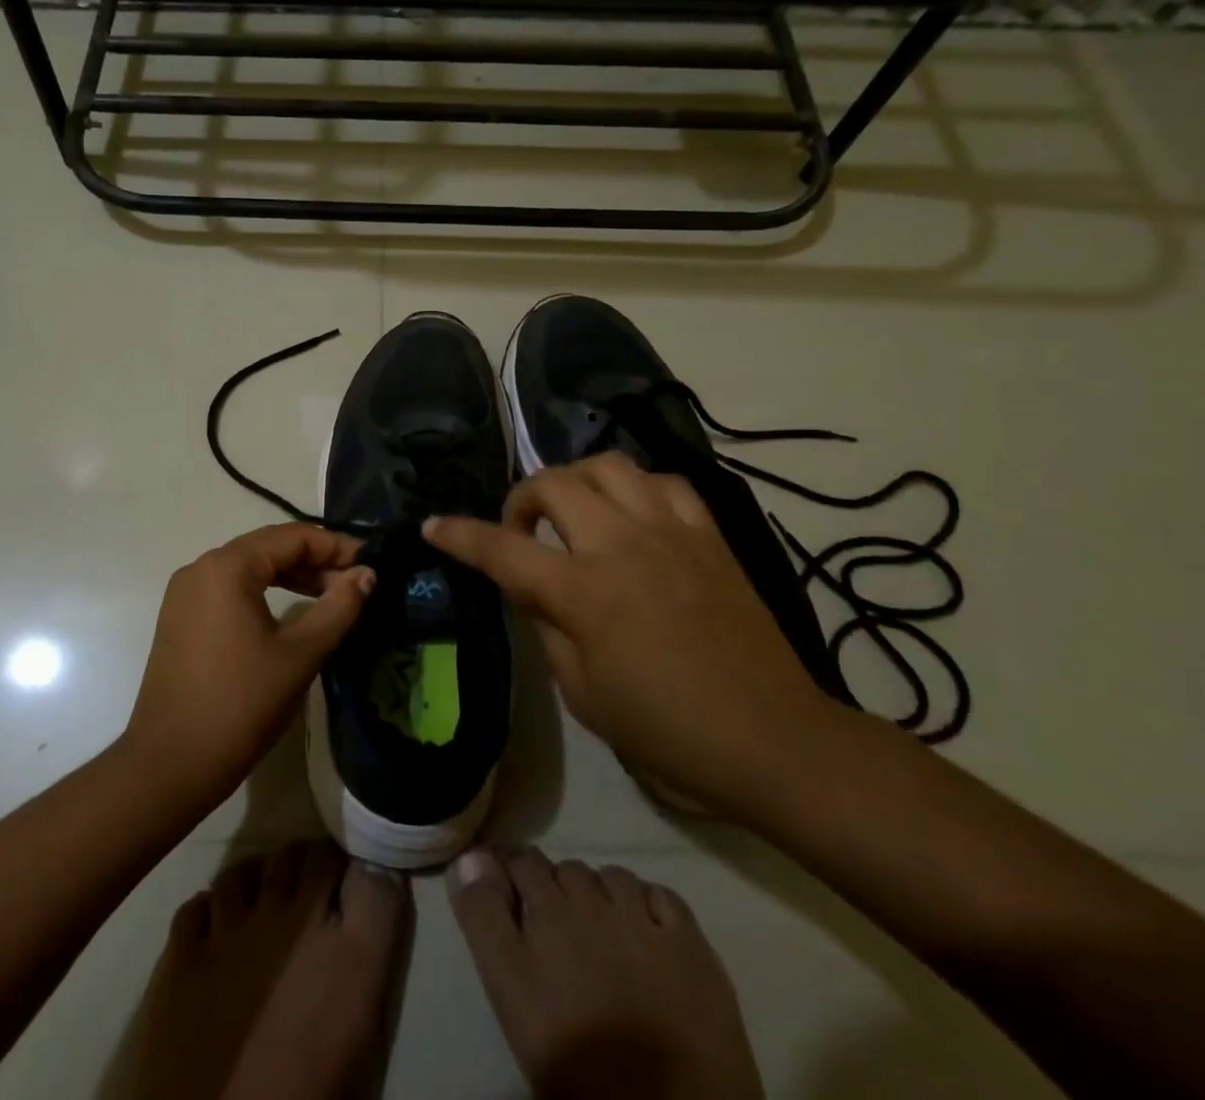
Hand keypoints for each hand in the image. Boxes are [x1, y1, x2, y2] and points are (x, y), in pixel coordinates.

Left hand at [124, 524, 373, 808]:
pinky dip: (264, 592)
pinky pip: (230, 589)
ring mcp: (185, 593)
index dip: (336, 546)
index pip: (292, 537)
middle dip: (315, 560)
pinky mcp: (180, 618)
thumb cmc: (241, 704)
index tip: (372, 563)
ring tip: (331, 595)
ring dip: (291, 576)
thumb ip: (339, 607)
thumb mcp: (301, 654)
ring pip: (249, 568)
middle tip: (356, 581)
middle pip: (269, 547)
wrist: (170, 765)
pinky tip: (290, 611)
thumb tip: (367, 574)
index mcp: (228, 566)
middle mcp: (202, 567)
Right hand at [423, 452, 840, 814]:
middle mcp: (622, 545)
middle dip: (521, 500)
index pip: (502, 550)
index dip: (460, 536)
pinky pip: (663, 482)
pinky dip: (635, 488)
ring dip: (575, 481)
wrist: (771, 738)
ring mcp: (669, 532)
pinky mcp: (707, 534)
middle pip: (553, 485)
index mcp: (584, 592)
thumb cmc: (666, 729)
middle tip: (521, 530)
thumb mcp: (582, 692)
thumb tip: (531, 587)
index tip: (433, 526)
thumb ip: (546, 626)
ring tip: (574, 511)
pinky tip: (631, 514)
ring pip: (607, 466)